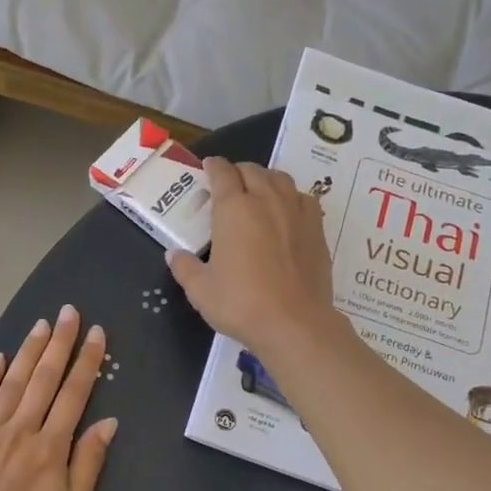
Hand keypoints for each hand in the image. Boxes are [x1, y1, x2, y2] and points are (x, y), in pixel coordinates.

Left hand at [0, 305, 117, 490]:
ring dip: (29, 351)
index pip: (74, 394)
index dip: (86, 361)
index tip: (95, 333)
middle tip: (69, 312)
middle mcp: (21, 430)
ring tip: (41, 325)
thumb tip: (107, 423)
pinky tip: (0, 358)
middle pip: (44, 378)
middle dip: (59, 343)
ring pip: (13, 382)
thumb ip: (88, 464)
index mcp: (51, 448)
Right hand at [167, 157, 336, 359]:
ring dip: (265, 179)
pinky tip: (286, 211)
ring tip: (257, 192)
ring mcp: (295, 212)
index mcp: (233, 209)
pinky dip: (291, 196)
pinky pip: (303, 198)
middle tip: (228, 185)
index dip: (213, 167)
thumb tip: (174, 255)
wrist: (294, 323)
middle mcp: (266, 200)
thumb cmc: (241, 304)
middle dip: (237, 172)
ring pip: (280, 178)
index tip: (208, 168)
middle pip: (252, 170)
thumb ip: (185, 268)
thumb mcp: (200, 290)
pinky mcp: (317, 228)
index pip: (222, 173)